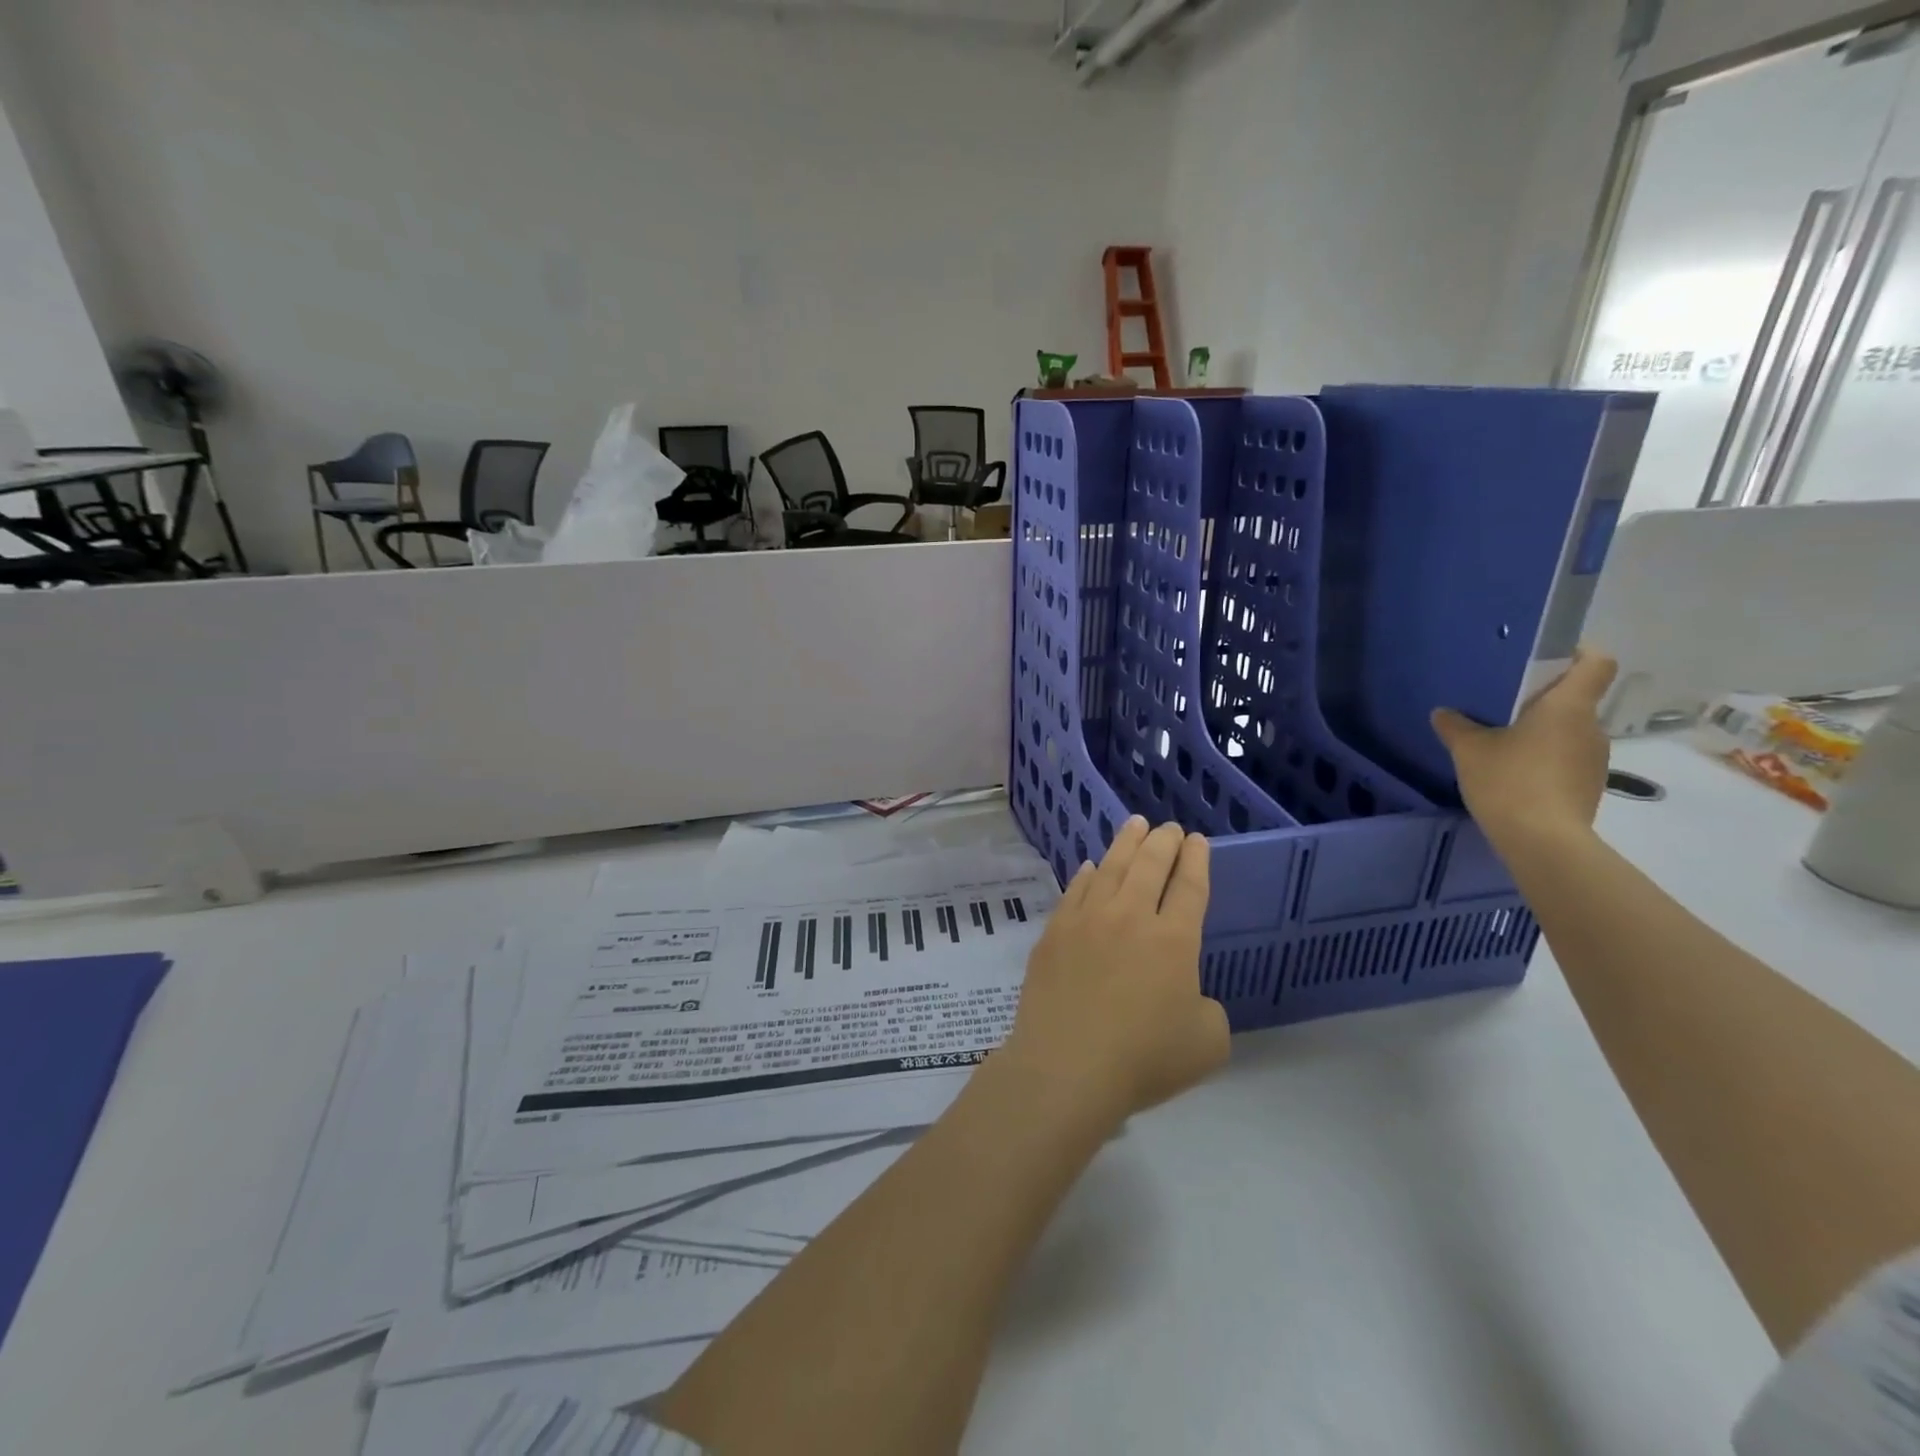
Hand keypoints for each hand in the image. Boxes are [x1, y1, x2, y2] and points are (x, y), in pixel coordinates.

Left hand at [1000, 818, 1229, 1123]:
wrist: (1067, 1066)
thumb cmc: (1143, 1059)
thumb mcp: (1207, 1044)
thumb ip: (1207, 1009)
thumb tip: (1186, 993)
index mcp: (1174, 940)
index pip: (1190, 887)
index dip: (1196, 860)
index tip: (1197, 841)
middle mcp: (1131, 917)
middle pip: (1151, 865)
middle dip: (1164, 841)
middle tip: (1169, 828)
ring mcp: (1088, 920)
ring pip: (1112, 867)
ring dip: (1127, 843)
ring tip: (1135, 825)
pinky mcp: (1055, 932)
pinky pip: (1075, 890)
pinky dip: (1087, 874)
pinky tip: (1091, 867)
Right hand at [1431, 649, 1617, 853]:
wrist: (1543, 841)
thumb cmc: (1510, 781)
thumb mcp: (1469, 750)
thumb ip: (1456, 726)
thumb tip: (1443, 713)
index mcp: (1568, 706)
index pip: (1596, 663)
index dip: (1578, 653)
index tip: (1548, 658)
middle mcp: (1590, 727)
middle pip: (1576, 699)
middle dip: (1544, 699)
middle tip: (1504, 706)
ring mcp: (1594, 758)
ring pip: (1569, 731)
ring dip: (1543, 732)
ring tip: (1504, 745)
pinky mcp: (1588, 785)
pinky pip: (1567, 759)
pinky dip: (1545, 759)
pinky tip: (1515, 775)